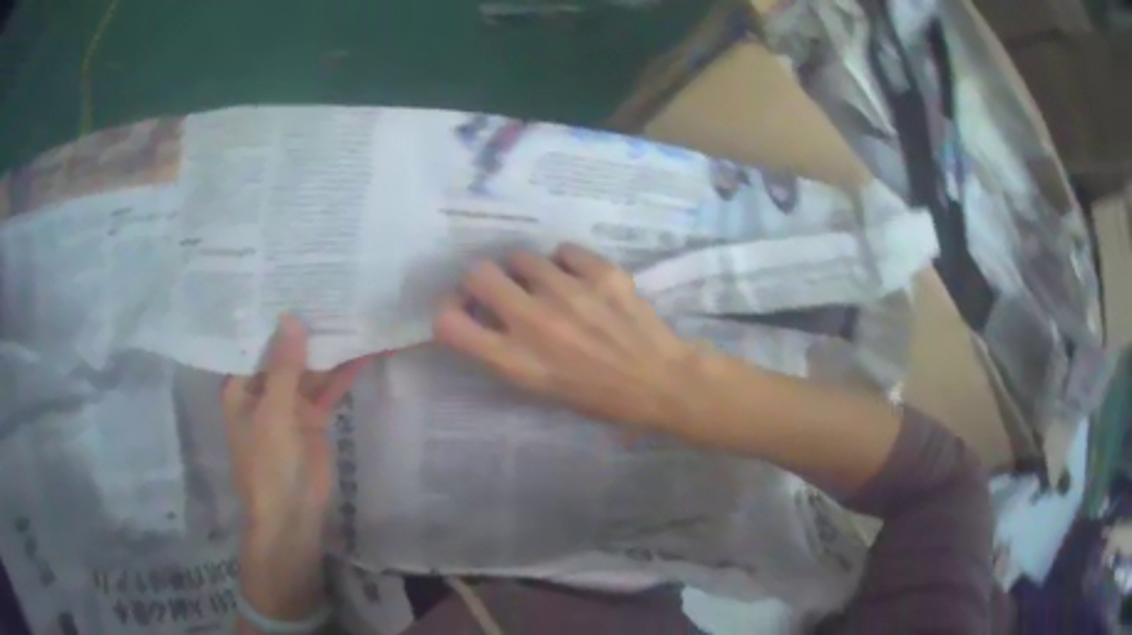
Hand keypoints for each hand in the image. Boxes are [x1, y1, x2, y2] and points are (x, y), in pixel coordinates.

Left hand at [222, 315, 363, 619]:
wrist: (292, 515)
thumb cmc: (268, 464)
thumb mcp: (273, 413)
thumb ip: (284, 367)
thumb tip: (292, 318)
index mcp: (242, 386)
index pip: (254, 341)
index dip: (269, 314)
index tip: (288, 278)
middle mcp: (264, 389)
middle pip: (284, 352)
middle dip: (302, 327)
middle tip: (325, 286)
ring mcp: (290, 405)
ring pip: (309, 370)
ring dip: (325, 349)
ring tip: (348, 311)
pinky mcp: (313, 419)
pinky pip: (327, 391)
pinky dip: (341, 375)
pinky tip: (360, 352)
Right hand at [433, 243, 697, 430]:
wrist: (659, 381)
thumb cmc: (598, 397)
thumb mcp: (540, 388)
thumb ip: (504, 352)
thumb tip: (482, 316)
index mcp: (516, 360)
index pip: (448, 323)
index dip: (447, 310)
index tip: (461, 309)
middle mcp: (533, 322)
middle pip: (477, 274)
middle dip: (481, 279)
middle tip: (500, 288)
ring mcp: (568, 292)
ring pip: (521, 256)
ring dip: (526, 270)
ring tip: (547, 284)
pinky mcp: (601, 273)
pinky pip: (564, 250)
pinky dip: (565, 262)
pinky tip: (578, 278)